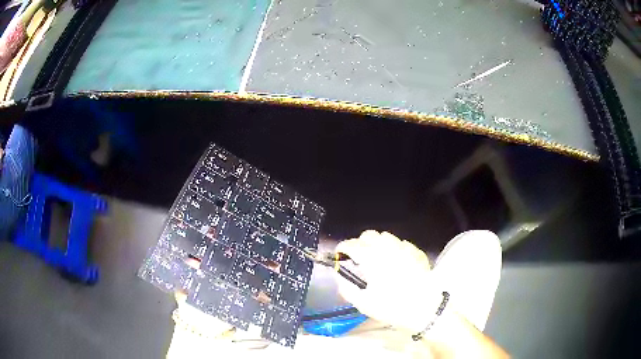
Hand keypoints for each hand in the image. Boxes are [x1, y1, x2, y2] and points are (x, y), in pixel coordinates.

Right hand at [335, 230, 440, 332]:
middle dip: (360, 243)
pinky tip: (396, 263)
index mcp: (372, 258)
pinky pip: (402, 244)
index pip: (352, 244)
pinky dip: (394, 250)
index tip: (339, 255)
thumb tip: (340, 277)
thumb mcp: (363, 303)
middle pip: (369, 235)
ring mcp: (404, 248)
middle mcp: (387, 247)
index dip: (342, 248)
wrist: (425, 308)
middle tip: (358, 257)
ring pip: (386, 236)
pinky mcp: (417, 252)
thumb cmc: (391, 307)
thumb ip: (346, 288)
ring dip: (377, 244)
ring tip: (378, 258)